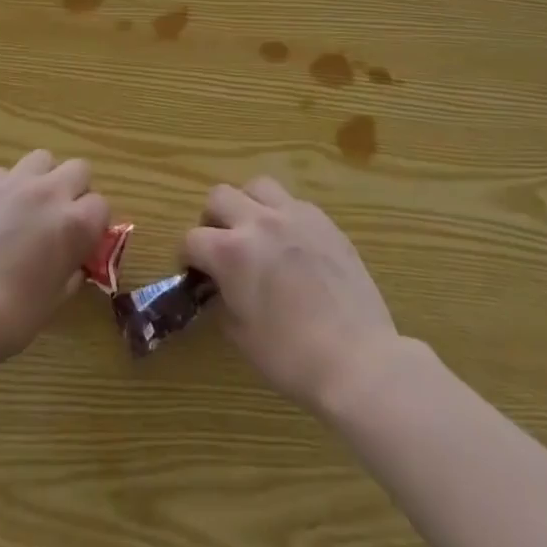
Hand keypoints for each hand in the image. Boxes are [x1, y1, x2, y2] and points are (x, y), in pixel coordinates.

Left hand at [0, 150, 108, 366]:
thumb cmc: (10, 317)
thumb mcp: (56, 299)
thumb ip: (72, 267)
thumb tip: (74, 256)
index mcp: (74, 223)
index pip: (101, 205)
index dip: (94, 225)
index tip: (83, 242)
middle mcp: (48, 192)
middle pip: (78, 169)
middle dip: (75, 191)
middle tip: (60, 219)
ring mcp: (11, 183)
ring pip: (41, 160)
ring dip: (43, 179)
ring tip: (28, 207)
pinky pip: (3, 174)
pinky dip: (6, 189)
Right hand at [183, 177, 398, 410]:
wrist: (358, 360)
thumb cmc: (292, 357)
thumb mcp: (242, 336)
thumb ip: (223, 302)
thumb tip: (220, 289)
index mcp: (231, 252)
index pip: (192, 239)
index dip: (188, 257)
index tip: (195, 272)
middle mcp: (258, 222)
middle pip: (219, 196)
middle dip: (212, 220)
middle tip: (221, 246)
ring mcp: (294, 216)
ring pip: (257, 186)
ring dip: (248, 204)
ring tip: (255, 231)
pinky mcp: (324, 221)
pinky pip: (293, 203)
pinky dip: (283, 216)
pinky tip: (292, 243)